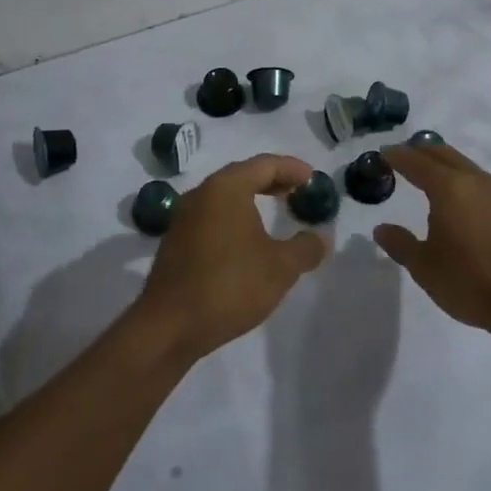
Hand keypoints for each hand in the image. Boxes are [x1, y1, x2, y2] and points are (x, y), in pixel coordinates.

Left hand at [136, 154, 327, 359]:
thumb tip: (321, 237)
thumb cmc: (230, 286)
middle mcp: (201, 194)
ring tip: (275, 213)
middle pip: (242, 175)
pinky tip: (247, 240)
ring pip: (224, 197)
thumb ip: (305, 248)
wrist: (169, 326)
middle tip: (297, 192)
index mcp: (226, 188)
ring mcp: (184, 217)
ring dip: (252, 200)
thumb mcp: (280, 268)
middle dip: (272, 181)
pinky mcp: (176, 241)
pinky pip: (212, 216)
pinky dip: (234, 217)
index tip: (312, 179)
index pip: (264, 164)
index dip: (292, 168)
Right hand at [375, 142, 490, 337]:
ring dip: (452, 170)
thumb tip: (381, 229)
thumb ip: (401, 244)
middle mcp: (478, 183)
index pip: (417, 163)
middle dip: (425, 152)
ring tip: (439, 181)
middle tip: (409, 156)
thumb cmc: (470, 283)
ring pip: (472, 171)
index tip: (385, 152)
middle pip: (447, 155)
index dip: (399, 156)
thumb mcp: (424, 268)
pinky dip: (475, 192)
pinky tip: (474, 211)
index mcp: (449, 189)